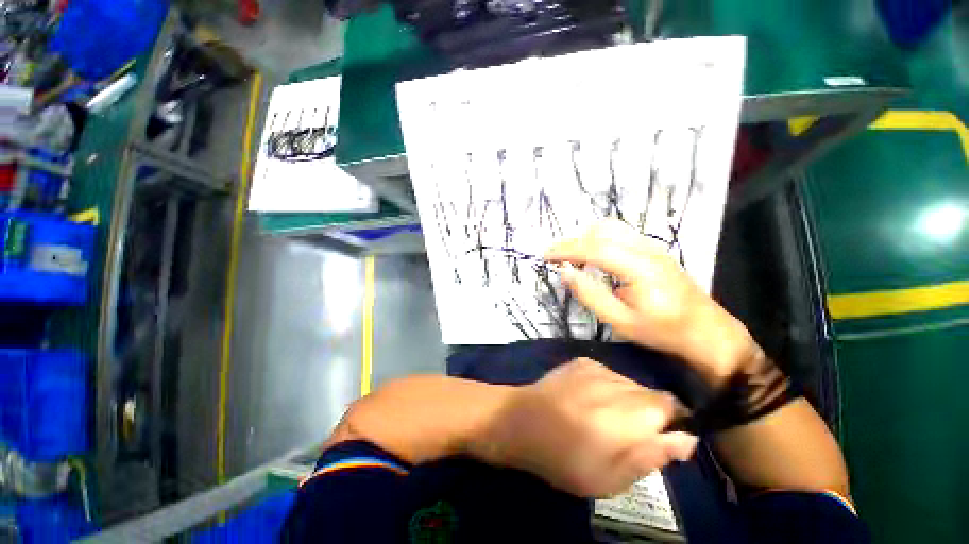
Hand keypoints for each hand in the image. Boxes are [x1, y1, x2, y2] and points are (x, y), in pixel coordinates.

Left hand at [479, 358, 697, 497]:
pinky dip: (609, 388)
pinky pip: (609, 374)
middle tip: (627, 435)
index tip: (661, 440)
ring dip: (629, 401)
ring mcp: (597, 367)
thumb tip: (687, 438)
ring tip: (604, 418)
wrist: (520, 421)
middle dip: (650, 414)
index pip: (673, 405)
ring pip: (631, 383)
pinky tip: (588, 401)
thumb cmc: (563, 458)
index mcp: (629, 413)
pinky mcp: (581, 361)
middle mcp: (617, 382)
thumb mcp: (611, 478)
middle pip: (651, 393)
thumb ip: (652, 456)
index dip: (673, 423)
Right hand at [545, 219, 756, 386]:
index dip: (566, 250)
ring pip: (611, 227)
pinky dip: (598, 237)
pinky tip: (592, 253)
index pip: (594, 248)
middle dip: (573, 241)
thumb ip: (590, 295)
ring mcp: (652, 245)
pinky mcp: (654, 248)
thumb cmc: (662, 331)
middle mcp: (646, 249)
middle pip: (601, 231)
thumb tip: (565, 273)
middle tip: (555, 257)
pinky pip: (620, 232)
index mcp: (639, 268)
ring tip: (570, 255)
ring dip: (585, 236)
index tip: (546, 256)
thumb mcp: (620, 321)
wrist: (707, 331)